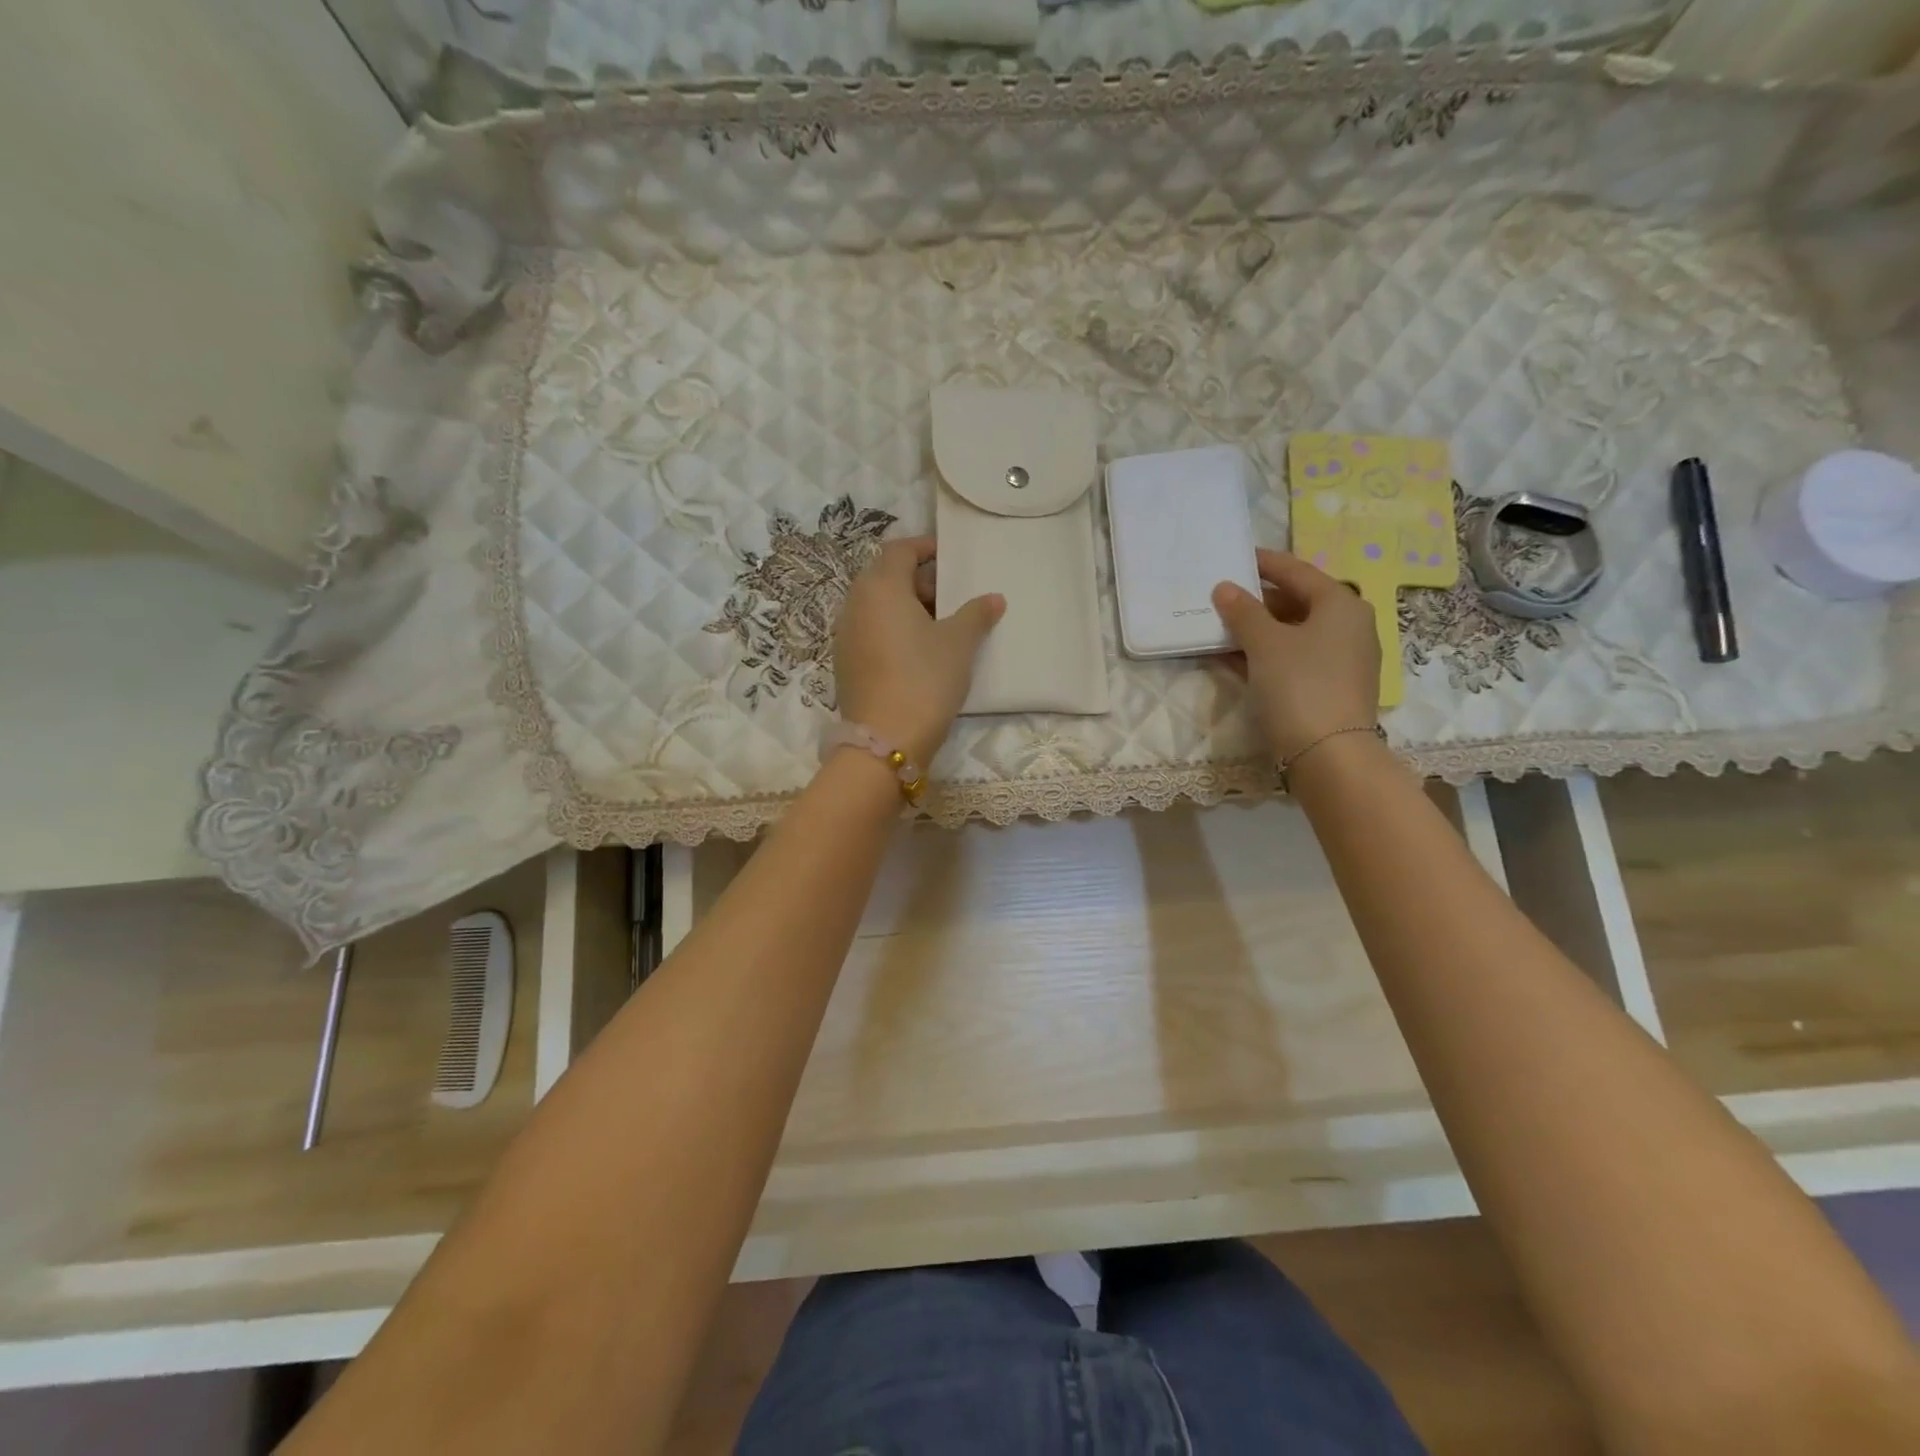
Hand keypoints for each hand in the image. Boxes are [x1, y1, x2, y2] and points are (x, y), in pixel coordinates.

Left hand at [834, 536, 1004, 766]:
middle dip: (919, 580)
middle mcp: (855, 603)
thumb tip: (993, 598)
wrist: (885, 740)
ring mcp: (846, 635)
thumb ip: (976, 614)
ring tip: (939, 625)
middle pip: (886, 577)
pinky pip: (870, 631)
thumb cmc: (924, 679)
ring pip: (877, 606)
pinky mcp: (845, 662)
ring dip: (906, 607)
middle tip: (951, 596)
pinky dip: (892, 629)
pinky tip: (918, 652)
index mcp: (880, 587)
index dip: (925, 548)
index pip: (899, 550)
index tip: (948, 556)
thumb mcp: (958, 644)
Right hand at [1212, 549, 1381, 759]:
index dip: (1265, 563)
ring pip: (1293, 633)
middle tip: (1222, 597)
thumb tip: (1225, 588)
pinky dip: (1266, 655)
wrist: (1329, 754)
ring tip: (1221, 628)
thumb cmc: (1300, 685)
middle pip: (1297, 602)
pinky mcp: (1331, 686)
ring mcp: (1343, 659)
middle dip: (1257, 601)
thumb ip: (1243, 612)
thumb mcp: (1265, 643)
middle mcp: (1349, 626)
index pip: (1297, 571)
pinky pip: (1294, 658)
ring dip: (1258, 630)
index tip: (1237, 557)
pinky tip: (1235, 659)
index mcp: (1341, 604)